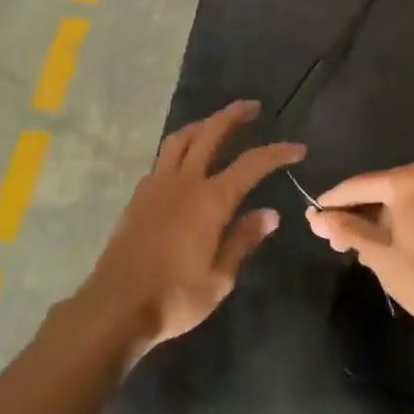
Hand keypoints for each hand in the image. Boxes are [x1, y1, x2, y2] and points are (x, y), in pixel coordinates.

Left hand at [77, 101, 304, 360]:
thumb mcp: (220, 277)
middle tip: (252, 107)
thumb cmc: (175, 297)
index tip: (297, 148)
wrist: (116, 306)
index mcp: (211, 200)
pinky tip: (185, 161)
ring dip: (202, 124)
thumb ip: (244, 240)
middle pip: (211, 133)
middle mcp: (184, 182)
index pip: (252, 164)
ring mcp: (157, 185)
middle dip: (233, 116)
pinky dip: (179, 148)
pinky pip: (162, 159)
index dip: (277, 152)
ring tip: (216, 123)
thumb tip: (270, 213)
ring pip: (180, 139)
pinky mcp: (138, 196)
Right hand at [305, 164, 413, 341]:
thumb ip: (346, 230)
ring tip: (352, 248)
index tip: (311, 217)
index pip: (357, 186)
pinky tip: (380, 246)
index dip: (332, 202)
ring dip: (373, 222)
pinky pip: (413, 210)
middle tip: (331, 240)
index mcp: (407, 181)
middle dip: (353, 215)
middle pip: (377, 192)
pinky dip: (394, 223)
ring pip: (395, 203)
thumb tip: (315, 218)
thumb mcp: (377, 254)